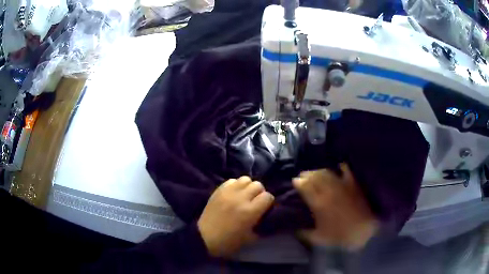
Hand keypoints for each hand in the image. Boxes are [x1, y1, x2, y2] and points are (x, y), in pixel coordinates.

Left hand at [198, 176, 273, 256]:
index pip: (268, 196)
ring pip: (245, 179)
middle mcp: (240, 198)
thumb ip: (260, 224)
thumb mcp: (250, 238)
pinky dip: (236, 185)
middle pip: (258, 185)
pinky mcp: (218, 190)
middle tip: (255, 201)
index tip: (265, 208)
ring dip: (248, 187)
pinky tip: (234, 194)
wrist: (204, 237)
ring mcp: (228, 192)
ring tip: (244, 195)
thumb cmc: (229, 241)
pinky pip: (232, 180)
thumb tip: (265, 215)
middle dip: (259, 193)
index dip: (268, 202)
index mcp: (250, 212)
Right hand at [293, 164, 378, 250]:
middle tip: (302, 175)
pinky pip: (346, 170)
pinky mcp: (353, 184)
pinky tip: (338, 166)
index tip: (295, 181)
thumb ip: (304, 233)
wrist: (362, 231)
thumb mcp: (317, 238)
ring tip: (315, 171)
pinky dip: (341, 167)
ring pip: (327, 172)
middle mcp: (328, 191)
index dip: (298, 182)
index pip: (305, 186)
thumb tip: (294, 229)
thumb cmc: (339, 235)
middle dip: (306, 174)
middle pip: (314, 176)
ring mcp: (342, 185)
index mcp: (318, 203)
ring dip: (319, 170)